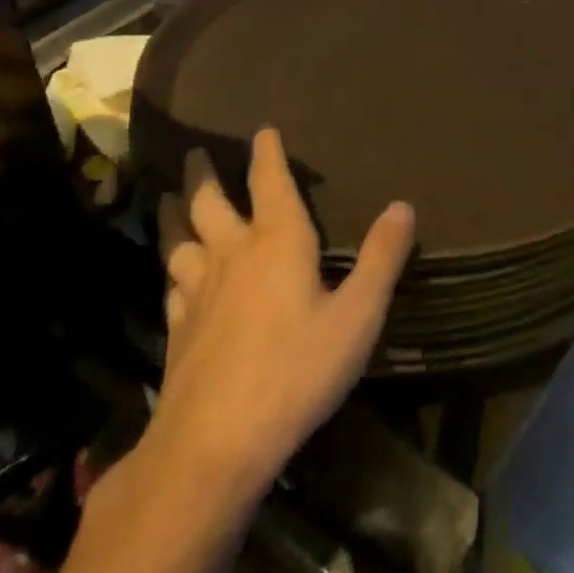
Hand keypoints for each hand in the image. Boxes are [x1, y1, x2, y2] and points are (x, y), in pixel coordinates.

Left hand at [143, 129, 414, 499]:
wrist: (216, 442)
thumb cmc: (297, 370)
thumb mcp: (358, 315)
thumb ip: (382, 258)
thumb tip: (403, 205)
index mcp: (278, 241)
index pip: (270, 182)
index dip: (267, 153)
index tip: (262, 130)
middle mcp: (232, 254)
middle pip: (209, 202)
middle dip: (204, 175)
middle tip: (194, 155)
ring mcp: (197, 292)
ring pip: (180, 239)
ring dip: (176, 215)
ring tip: (171, 201)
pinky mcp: (177, 329)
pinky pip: (172, 284)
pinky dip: (173, 268)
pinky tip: (174, 277)